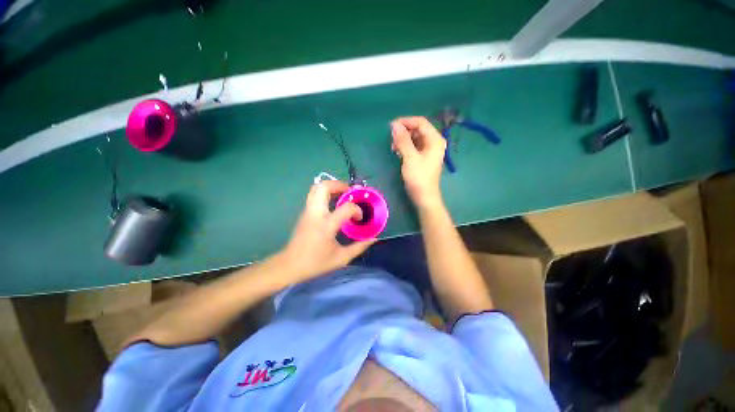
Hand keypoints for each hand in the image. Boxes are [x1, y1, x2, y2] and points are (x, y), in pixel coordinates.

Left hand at [279, 180, 375, 281]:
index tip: (359, 219)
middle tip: (350, 192)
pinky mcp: (304, 212)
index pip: (346, 208)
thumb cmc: (315, 263)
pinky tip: (334, 202)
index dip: (357, 210)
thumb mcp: (341, 258)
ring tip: (343, 194)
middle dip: (339, 185)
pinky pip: (315, 195)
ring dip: (332, 186)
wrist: (290, 265)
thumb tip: (373, 239)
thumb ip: (359, 247)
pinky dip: (326, 193)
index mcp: (326, 226)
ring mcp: (308, 211)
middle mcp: (315, 214)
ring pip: (316, 188)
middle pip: (324, 187)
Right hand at [391, 116, 446, 209]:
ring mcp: (429, 150)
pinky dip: (405, 147)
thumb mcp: (410, 158)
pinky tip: (397, 152)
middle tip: (391, 139)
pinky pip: (413, 146)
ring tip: (393, 147)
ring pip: (414, 138)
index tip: (391, 126)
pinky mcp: (423, 157)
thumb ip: (403, 140)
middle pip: (417, 129)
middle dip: (404, 132)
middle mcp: (433, 142)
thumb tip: (394, 125)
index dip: (406, 122)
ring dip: (403, 140)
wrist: (424, 197)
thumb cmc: (418, 177)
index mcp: (435, 140)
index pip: (420, 122)